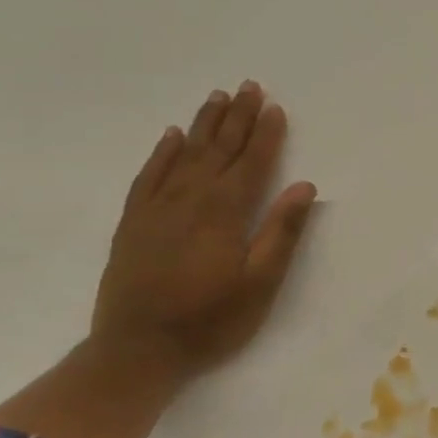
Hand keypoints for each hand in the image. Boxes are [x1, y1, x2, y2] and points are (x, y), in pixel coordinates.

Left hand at [90, 84, 317, 380]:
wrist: (136, 350)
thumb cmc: (209, 321)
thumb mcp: (260, 284)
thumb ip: (282, 232)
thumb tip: (304, 186)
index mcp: (225, 212)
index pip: (252, 162)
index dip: (266, 134)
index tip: (275, 107)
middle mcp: (190, 199)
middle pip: (219, 149)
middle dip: (238, 117)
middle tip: (249, 86)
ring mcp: (157, 208)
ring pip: (185, 154)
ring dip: (205, 124)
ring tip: (218, 97)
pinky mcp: (134, 222)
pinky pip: (150, 175)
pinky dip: (163, 152)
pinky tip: (172, 136)